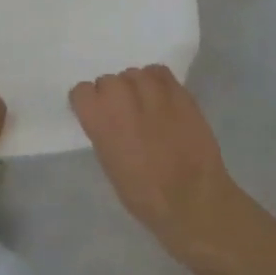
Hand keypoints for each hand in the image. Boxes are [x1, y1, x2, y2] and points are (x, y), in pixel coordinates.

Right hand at [70, 66, 243, 252]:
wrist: (193, 201)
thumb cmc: (145, 195)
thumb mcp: (110, 165)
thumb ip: (103, 132)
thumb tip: (106, 118)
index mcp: (101, 120)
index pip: (82, 91)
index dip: (89, 102)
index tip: (96, 113)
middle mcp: (122, 99)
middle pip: (108, 80)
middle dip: (113, 94)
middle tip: (123, 113)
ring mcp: (153, 92)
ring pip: (134, 73)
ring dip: (135, 86)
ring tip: (144, 104)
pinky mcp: (179, 93)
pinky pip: (160, 72)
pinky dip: (157, 81)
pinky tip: (161, 97)